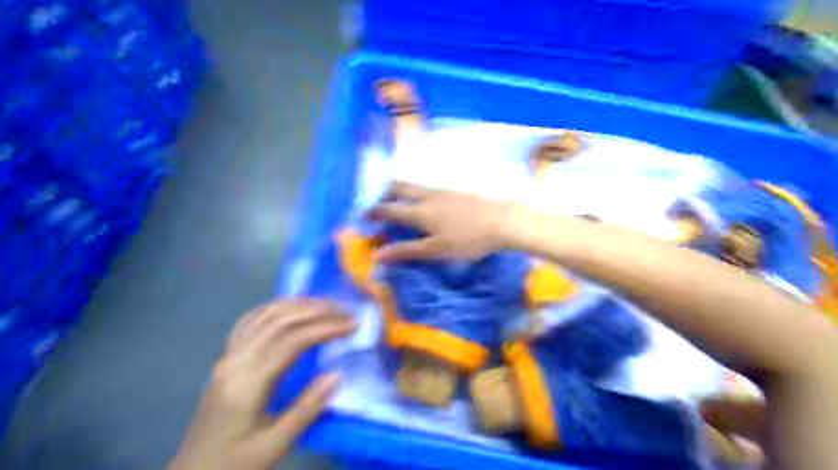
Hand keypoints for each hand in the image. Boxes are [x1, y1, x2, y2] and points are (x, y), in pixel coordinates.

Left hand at [169, 301, 352, 469]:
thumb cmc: (234, 464)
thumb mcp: (274, 445)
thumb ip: (306, 409)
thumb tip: (337, 374)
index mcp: (248, 383)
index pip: (292, 340)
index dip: (325, 328)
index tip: (352, 325)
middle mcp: (236, 360)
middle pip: (279, 320)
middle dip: (317, 311)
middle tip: (345, 311)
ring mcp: (227, 356)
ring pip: (264, 315)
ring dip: (298, 305)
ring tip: (326, 305)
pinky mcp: (225, 357)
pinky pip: (250, 321)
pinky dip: (274, 308)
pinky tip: (290, 308)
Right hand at [369, 181, 513, 261]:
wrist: (503, 221)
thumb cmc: (468, 239)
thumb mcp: (436, 250)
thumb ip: (407, 250)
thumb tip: (377, 254)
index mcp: (419, 211)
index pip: (389, 208)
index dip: (373, 211)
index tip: (363, 216)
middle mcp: (427, 196)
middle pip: (399, 188)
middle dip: (384, 194)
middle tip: (378, 205)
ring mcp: (442, 190)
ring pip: (413, 186)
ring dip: (400, 192)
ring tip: (397, 202)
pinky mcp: (455, 191)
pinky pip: (426, 187)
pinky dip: (416, 192)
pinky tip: (424, 202)